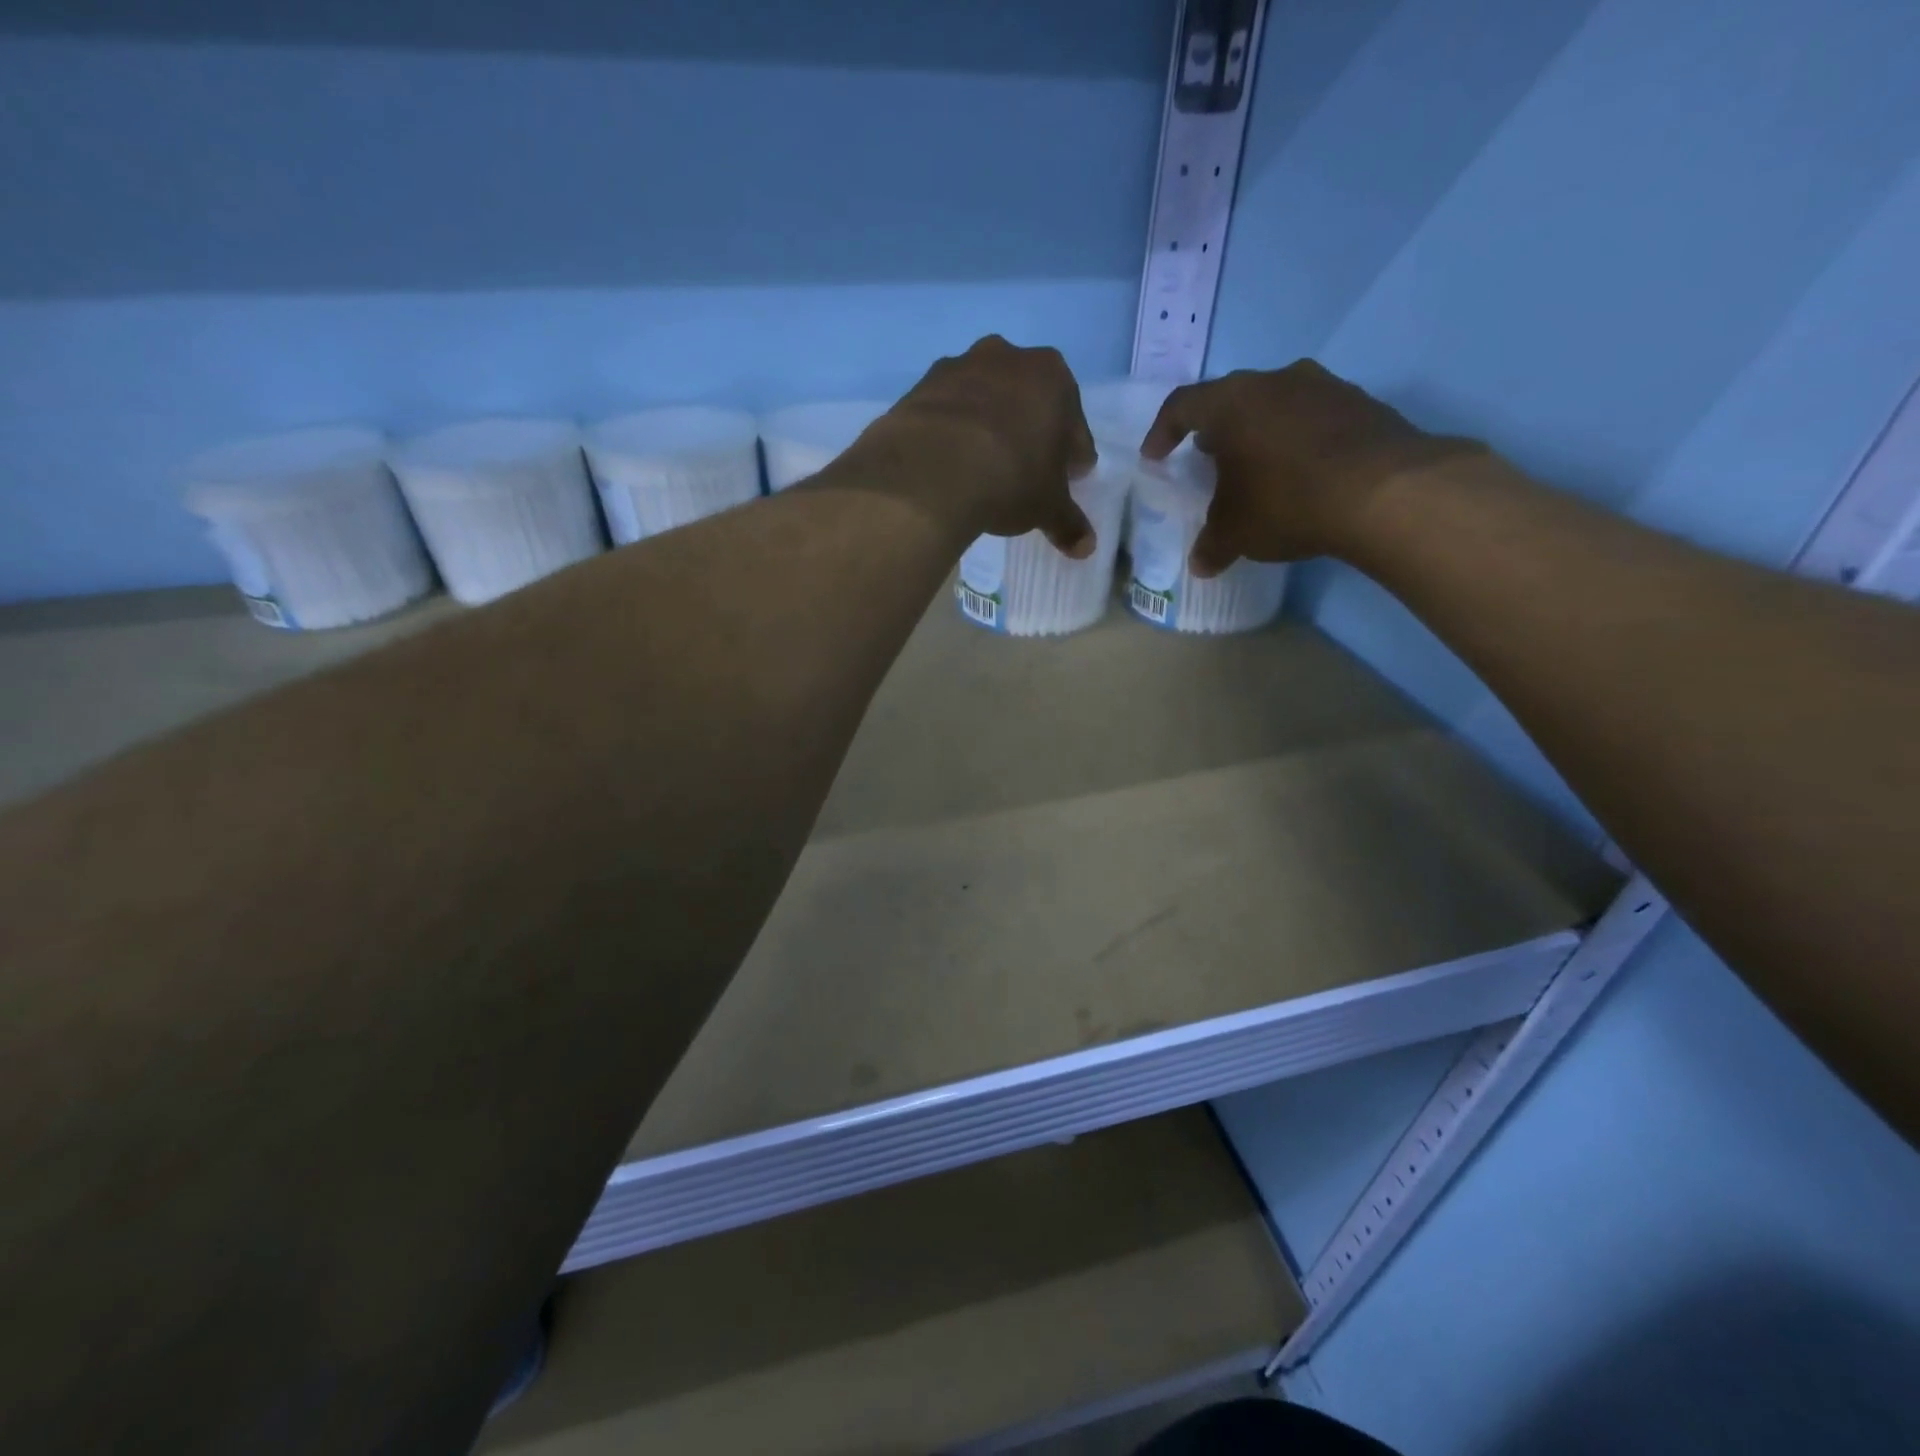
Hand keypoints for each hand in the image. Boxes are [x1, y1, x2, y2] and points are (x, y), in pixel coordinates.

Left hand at [860, 336, 1097, 556]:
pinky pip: (946, 413)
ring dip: (988, 428)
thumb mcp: (1047, 508)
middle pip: (1028, 401)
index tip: (1068, 480)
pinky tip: (949, 465)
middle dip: (1030, 433)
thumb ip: (1068, 523)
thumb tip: (1086, 547)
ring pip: (984, 401)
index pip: (1073, 424)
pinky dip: (952, 433)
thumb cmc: (1009, 479)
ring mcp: (959, 368)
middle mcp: (1008, 358)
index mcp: (1052, 377)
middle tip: (1027, 472)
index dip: (1072, 456)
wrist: (929, 470)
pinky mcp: (919, 387)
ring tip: (983, 469)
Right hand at [1141, 360, 1478, 574]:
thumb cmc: (1287, 502)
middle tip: (1207, 458)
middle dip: (1214, 430)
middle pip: (1231, 399)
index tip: (1155, 457)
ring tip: (1255, 465)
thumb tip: (1200, 564)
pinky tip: (1302, 472)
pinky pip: (1313, 416)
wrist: (1386, 492)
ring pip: (1275, 403)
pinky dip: (1298, 439)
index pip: (1181, 406)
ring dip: (1259, 430)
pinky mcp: (1361, 402)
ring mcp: (1323, 386)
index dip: (1162, 432)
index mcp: (1231, 403)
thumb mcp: (1236, 533)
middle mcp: (1274, 381)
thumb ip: (1211, 545)